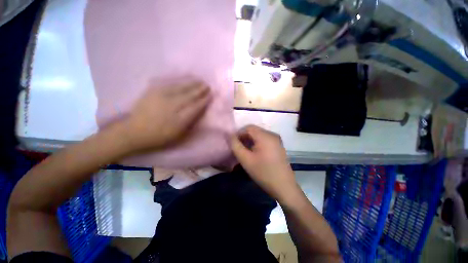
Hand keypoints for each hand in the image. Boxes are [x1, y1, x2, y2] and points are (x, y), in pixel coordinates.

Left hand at [122, 80, 211, 152]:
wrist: (134, 131)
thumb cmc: (159, 136)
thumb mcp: (178, 134)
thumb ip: (189, 122)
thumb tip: (198, 110)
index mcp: (179, 119)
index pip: (195, 107)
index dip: (204, 100)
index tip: (210, 95)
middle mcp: (171, 106)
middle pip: (189, 96)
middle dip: (199, 90)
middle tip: (207, 85)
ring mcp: (161, 97)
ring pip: (180, 88)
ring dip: (191, 84)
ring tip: (199, 80)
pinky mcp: (153, 92)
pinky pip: (169, 84)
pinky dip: (179, 81)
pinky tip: (184, 79)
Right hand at [231, 125, 298, 199]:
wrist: (284, 187)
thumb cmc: (263, 173)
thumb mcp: (246, 159)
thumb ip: (235, 145)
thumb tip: (230, 135)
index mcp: (265, 136)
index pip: (248, 128)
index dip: (239, 133)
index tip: (234, 144)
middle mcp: (272, 134)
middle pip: (254, 131)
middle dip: (244, 137)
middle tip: (238, 148)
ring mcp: (277, 140)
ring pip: (259, 135)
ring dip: (250, 141)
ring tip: (245, 151)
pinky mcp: (278, 145)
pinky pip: (264, 140)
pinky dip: (257, 143)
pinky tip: (254, 153)